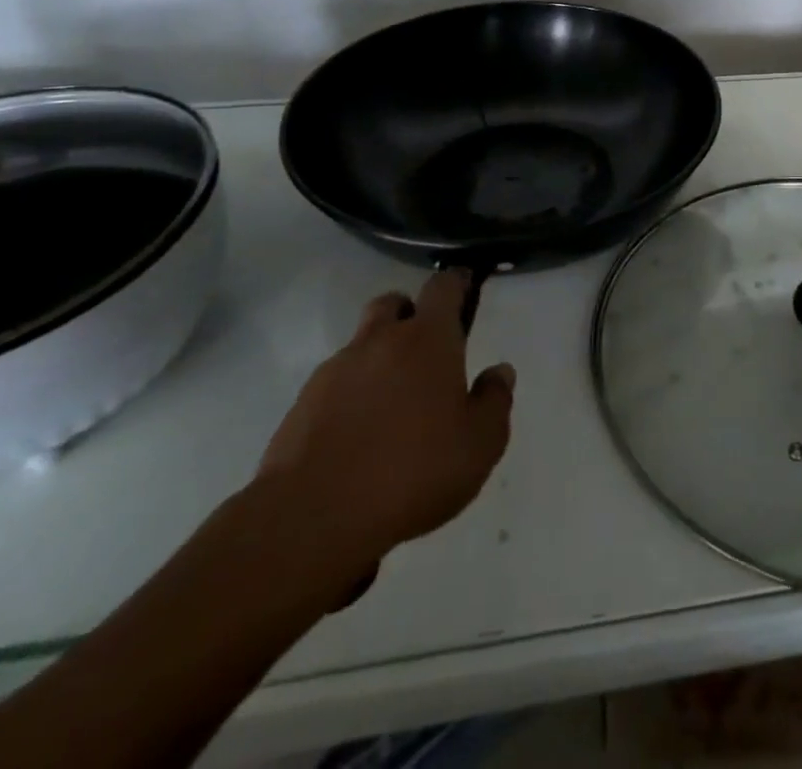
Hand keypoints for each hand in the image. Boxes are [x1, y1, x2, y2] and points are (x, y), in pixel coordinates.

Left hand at [255, 270, 514, 595]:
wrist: (312, 520)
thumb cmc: (413, 472)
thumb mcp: (480, 445)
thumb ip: (495, 400)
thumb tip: (499, 371)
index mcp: (427, 340)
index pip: (443, 287)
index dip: (456, 282)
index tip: (465, 287)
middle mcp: (380, 341)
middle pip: (393, 303)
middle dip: (410, 314)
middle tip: (426, 349)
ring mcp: (335, 371)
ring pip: (362, 344)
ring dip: (379, 359)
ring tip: (392, 405)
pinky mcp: (302, 405)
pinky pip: (335, 384)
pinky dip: (351, 395)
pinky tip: (359, 435)